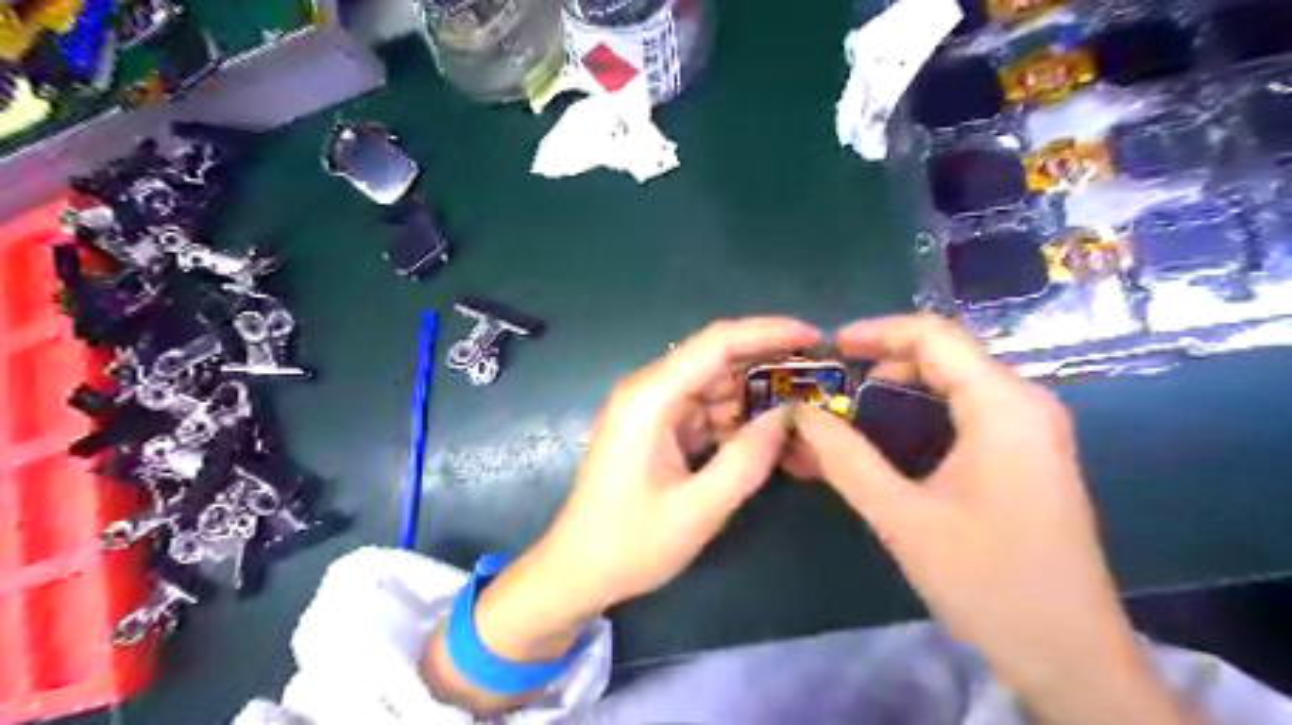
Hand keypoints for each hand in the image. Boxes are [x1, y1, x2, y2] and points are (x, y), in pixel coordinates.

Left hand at [474, 314, 815, 657]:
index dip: (769, 332)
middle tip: (821, 378)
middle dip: (769, 365)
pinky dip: (736, 421)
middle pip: (717, 359)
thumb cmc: (631, 544)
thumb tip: (788, 416)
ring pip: (715, 386)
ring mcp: (651, 409)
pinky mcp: (656, 428)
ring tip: (805, 409)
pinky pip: (704, 411)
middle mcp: (649, 390)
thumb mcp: (699, 509)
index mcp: (650, 397)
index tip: (815, 337)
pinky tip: (769, 435)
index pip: (717, 343)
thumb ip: (748, 459)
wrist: (578, 571)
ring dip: (756, 396)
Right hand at [794, 313, 1185, 723]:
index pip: (934, 336)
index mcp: (1003, 406)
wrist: (1069, 655)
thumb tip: (800, 415)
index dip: (875, 332)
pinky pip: (966, 410)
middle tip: (832, 382)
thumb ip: (844, 459)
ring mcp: (1031, 430)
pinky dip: (921, 411)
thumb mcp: (901, 517)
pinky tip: (887, 435)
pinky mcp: (1027, 455)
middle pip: (945, 354)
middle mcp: (1024, 404)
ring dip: (899, 386)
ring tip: (849, 407)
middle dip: (883, 360)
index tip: (829, 349)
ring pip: (955, 382)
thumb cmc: (987, 581)